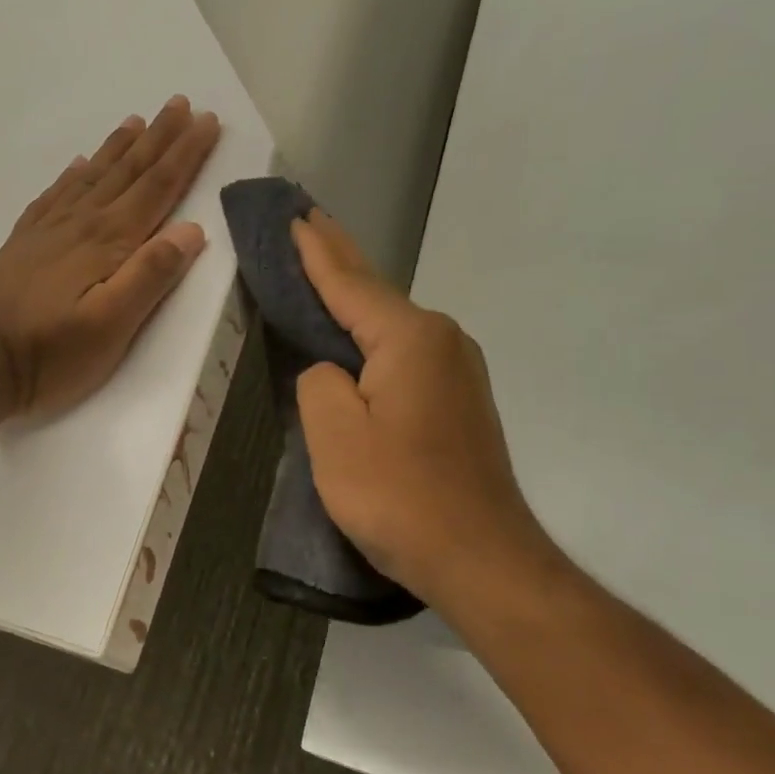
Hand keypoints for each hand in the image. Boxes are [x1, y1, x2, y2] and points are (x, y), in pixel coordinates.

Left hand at [0, 96, 221, 418]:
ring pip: (93, 176)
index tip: (207, 121)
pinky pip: (56, 194)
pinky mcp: (25, 242)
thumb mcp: (111, 326)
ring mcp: (48, 230)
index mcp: (108, 241)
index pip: (157, 187)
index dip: (185, 154)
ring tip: (137, 121)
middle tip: (179, 102)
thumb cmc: (51, 354)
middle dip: (159, 137)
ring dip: (119, 147)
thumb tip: (191, 229)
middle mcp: (80, 223)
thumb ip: (150, 276)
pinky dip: (74, 174)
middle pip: (128, 172)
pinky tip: (79, 164)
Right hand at [292, 210, 555, 601]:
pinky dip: (371, 334)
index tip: (293, 214)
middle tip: (307, 221)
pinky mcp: (457, 401)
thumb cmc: (399, 495)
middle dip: (338, 257)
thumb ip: (318, 382)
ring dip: (354, 296)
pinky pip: (402, 351)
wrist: (481, 559)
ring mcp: (456, 370)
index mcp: (409, 338)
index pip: (348, 282)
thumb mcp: (334, 435)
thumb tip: (331, 370)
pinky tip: (356, 335)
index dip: (314, 250)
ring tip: (323, 269)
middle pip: (375, 291)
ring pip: (390, 323)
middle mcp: (441, 340)